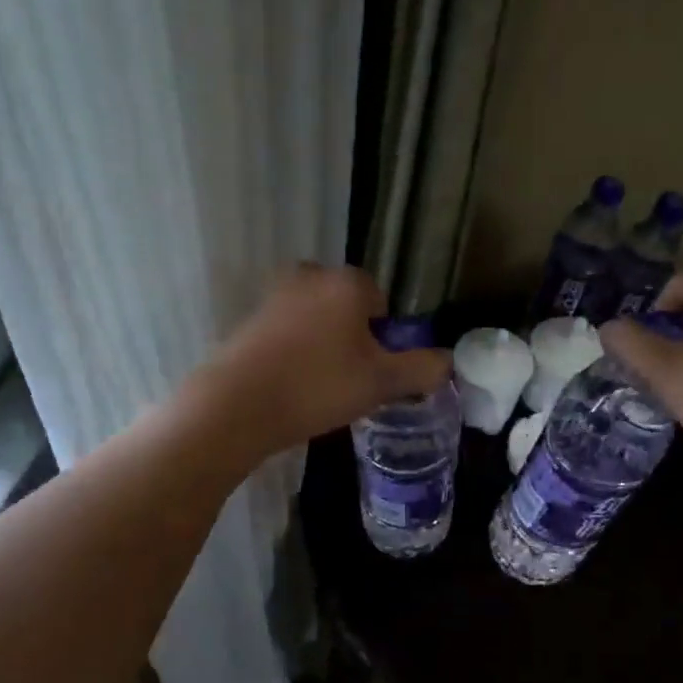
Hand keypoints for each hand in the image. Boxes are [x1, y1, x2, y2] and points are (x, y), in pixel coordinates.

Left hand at [191, 264, 451, 457]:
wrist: (236, 406)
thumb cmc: (318, 386)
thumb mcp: (381, 383)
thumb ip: (421, 369)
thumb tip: (447, 361)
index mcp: (346, 281)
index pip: (381, 302)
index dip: (383, 340)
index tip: (373, 372)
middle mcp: (309, 276)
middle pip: (347, 310)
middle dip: (353, 341)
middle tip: (349, 382)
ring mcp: (273, 296)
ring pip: (316, 322)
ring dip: (323, 348)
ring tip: (319, 389)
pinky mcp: (248, 321)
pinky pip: (287, 335)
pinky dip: (294, 355)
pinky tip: (290, 387)